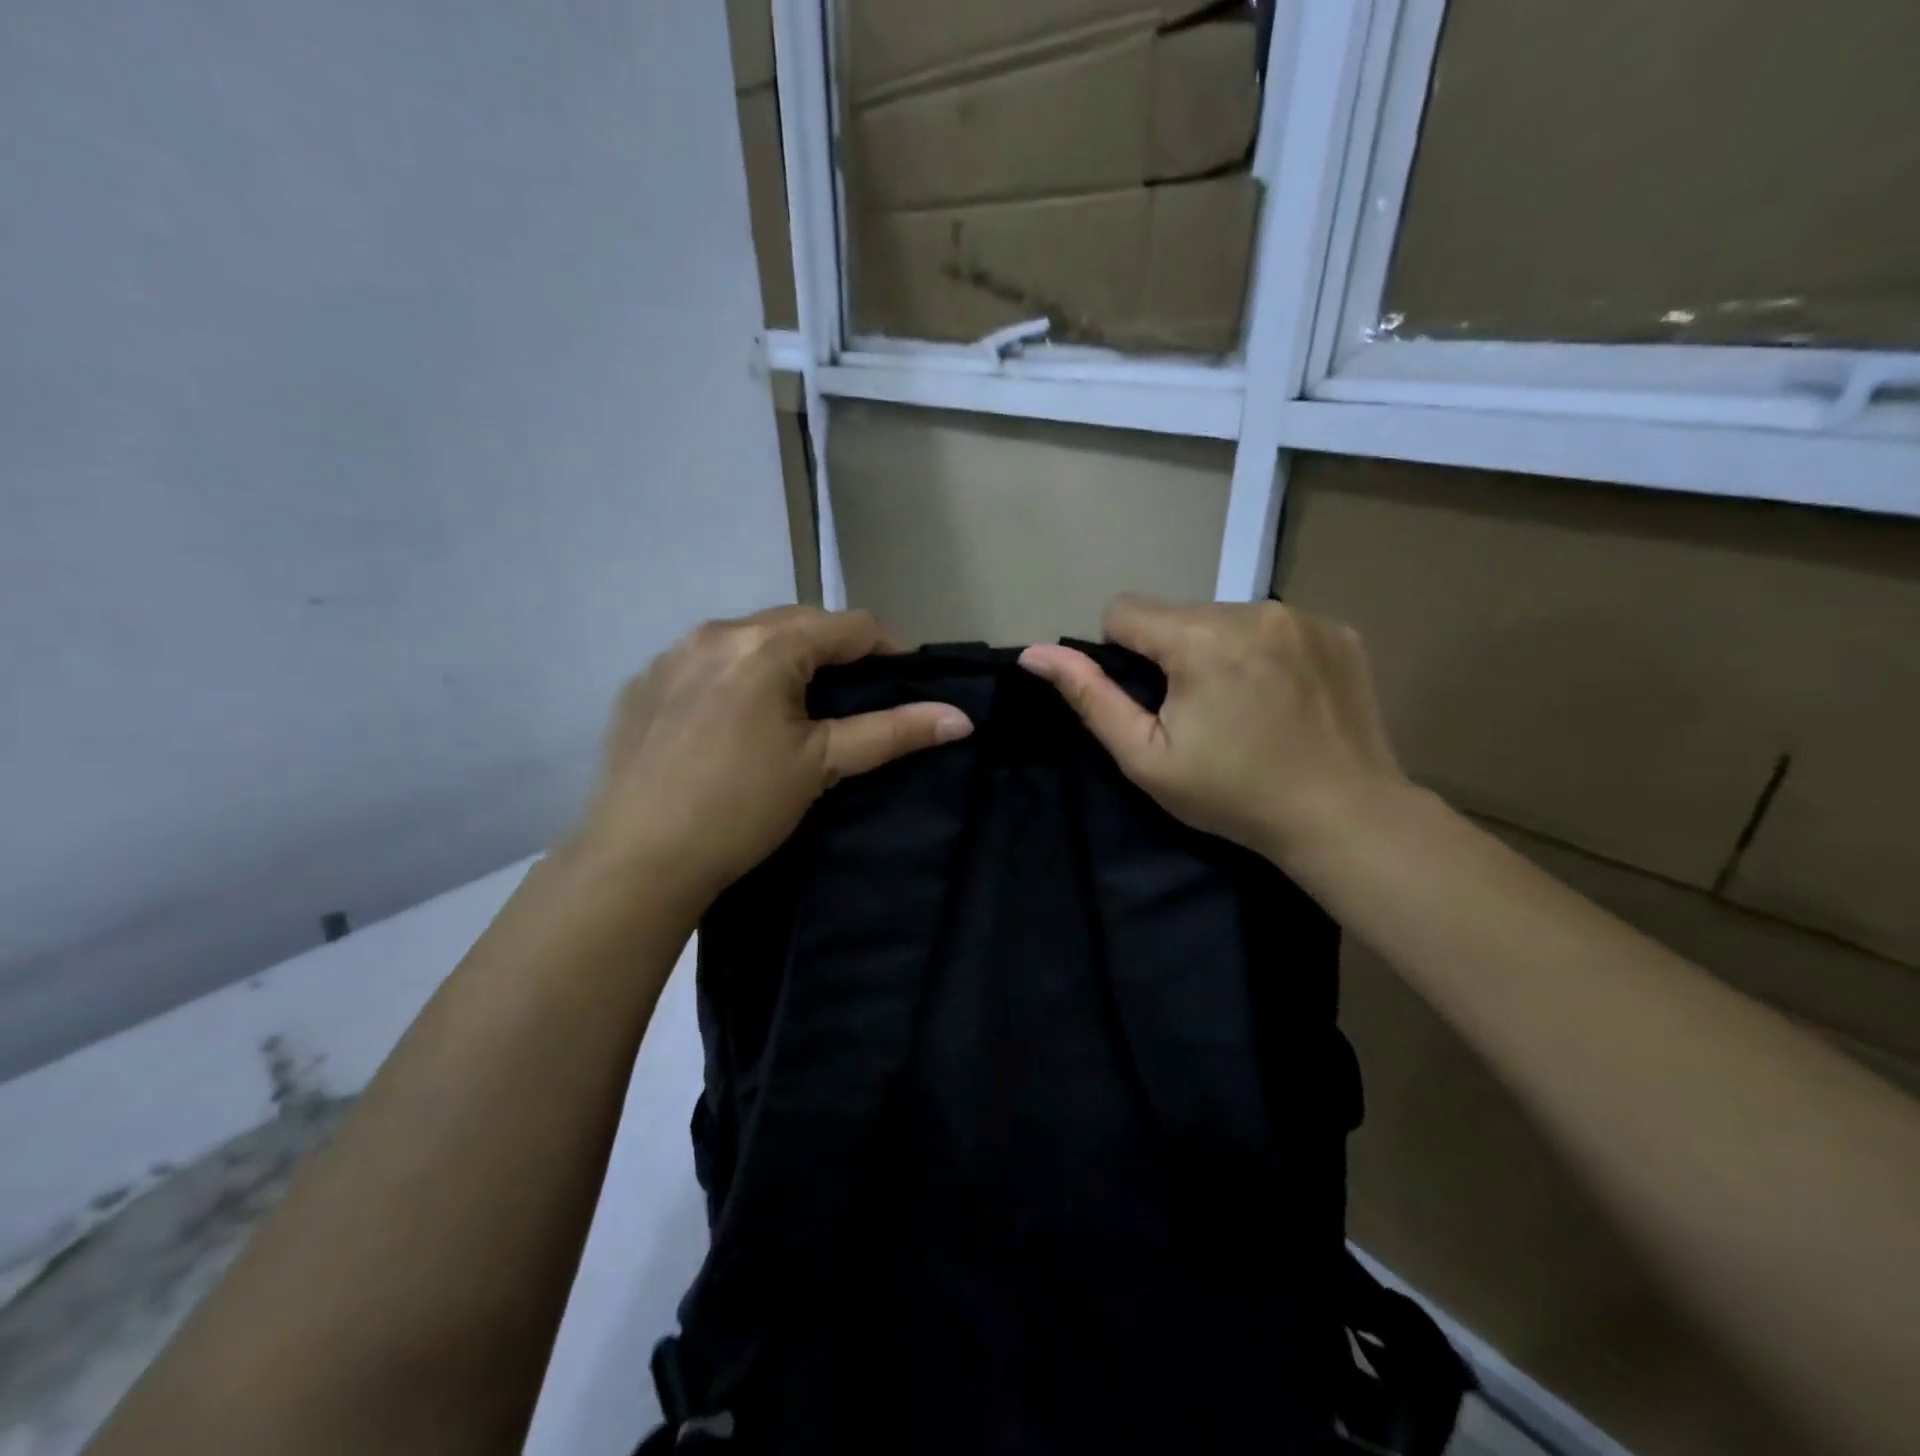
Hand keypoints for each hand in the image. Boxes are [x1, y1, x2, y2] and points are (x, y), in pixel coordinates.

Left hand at [571, 607, 971, 909]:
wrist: (637, 860)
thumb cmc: (741, 808)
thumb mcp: (822, 765)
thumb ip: (893, 732)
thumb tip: (961, 718)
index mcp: (765, 645)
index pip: (848, 625)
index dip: (888, 648)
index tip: (906, 681)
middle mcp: (714, 633)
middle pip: (797, 624)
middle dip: (835, 653)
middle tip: (854, 699)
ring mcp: (671, 655)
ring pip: (749, 640)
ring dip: (783, 661)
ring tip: (798, 709)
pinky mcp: (643, 684)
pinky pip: (706, 663)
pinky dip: (736, 678)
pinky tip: (734, 723)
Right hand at [1020, 596, 1407, 870]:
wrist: (1343, 816)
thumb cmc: (1232, 794)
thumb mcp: (1146, 757)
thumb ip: (1090, 697)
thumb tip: (1034, 654)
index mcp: (1199, 639)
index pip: (1125, 610)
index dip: (1121, 655)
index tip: (1150, 701)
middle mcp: (1253, 610)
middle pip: (1178, 613)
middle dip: (1173, 653)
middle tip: (1199, 713)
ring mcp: (1303, 616)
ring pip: (1226, 617)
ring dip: (1219, 650)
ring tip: (1243, 707)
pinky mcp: (1338, 629)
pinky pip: (1275, 625)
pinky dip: (1266, 652)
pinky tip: (1282, 697)